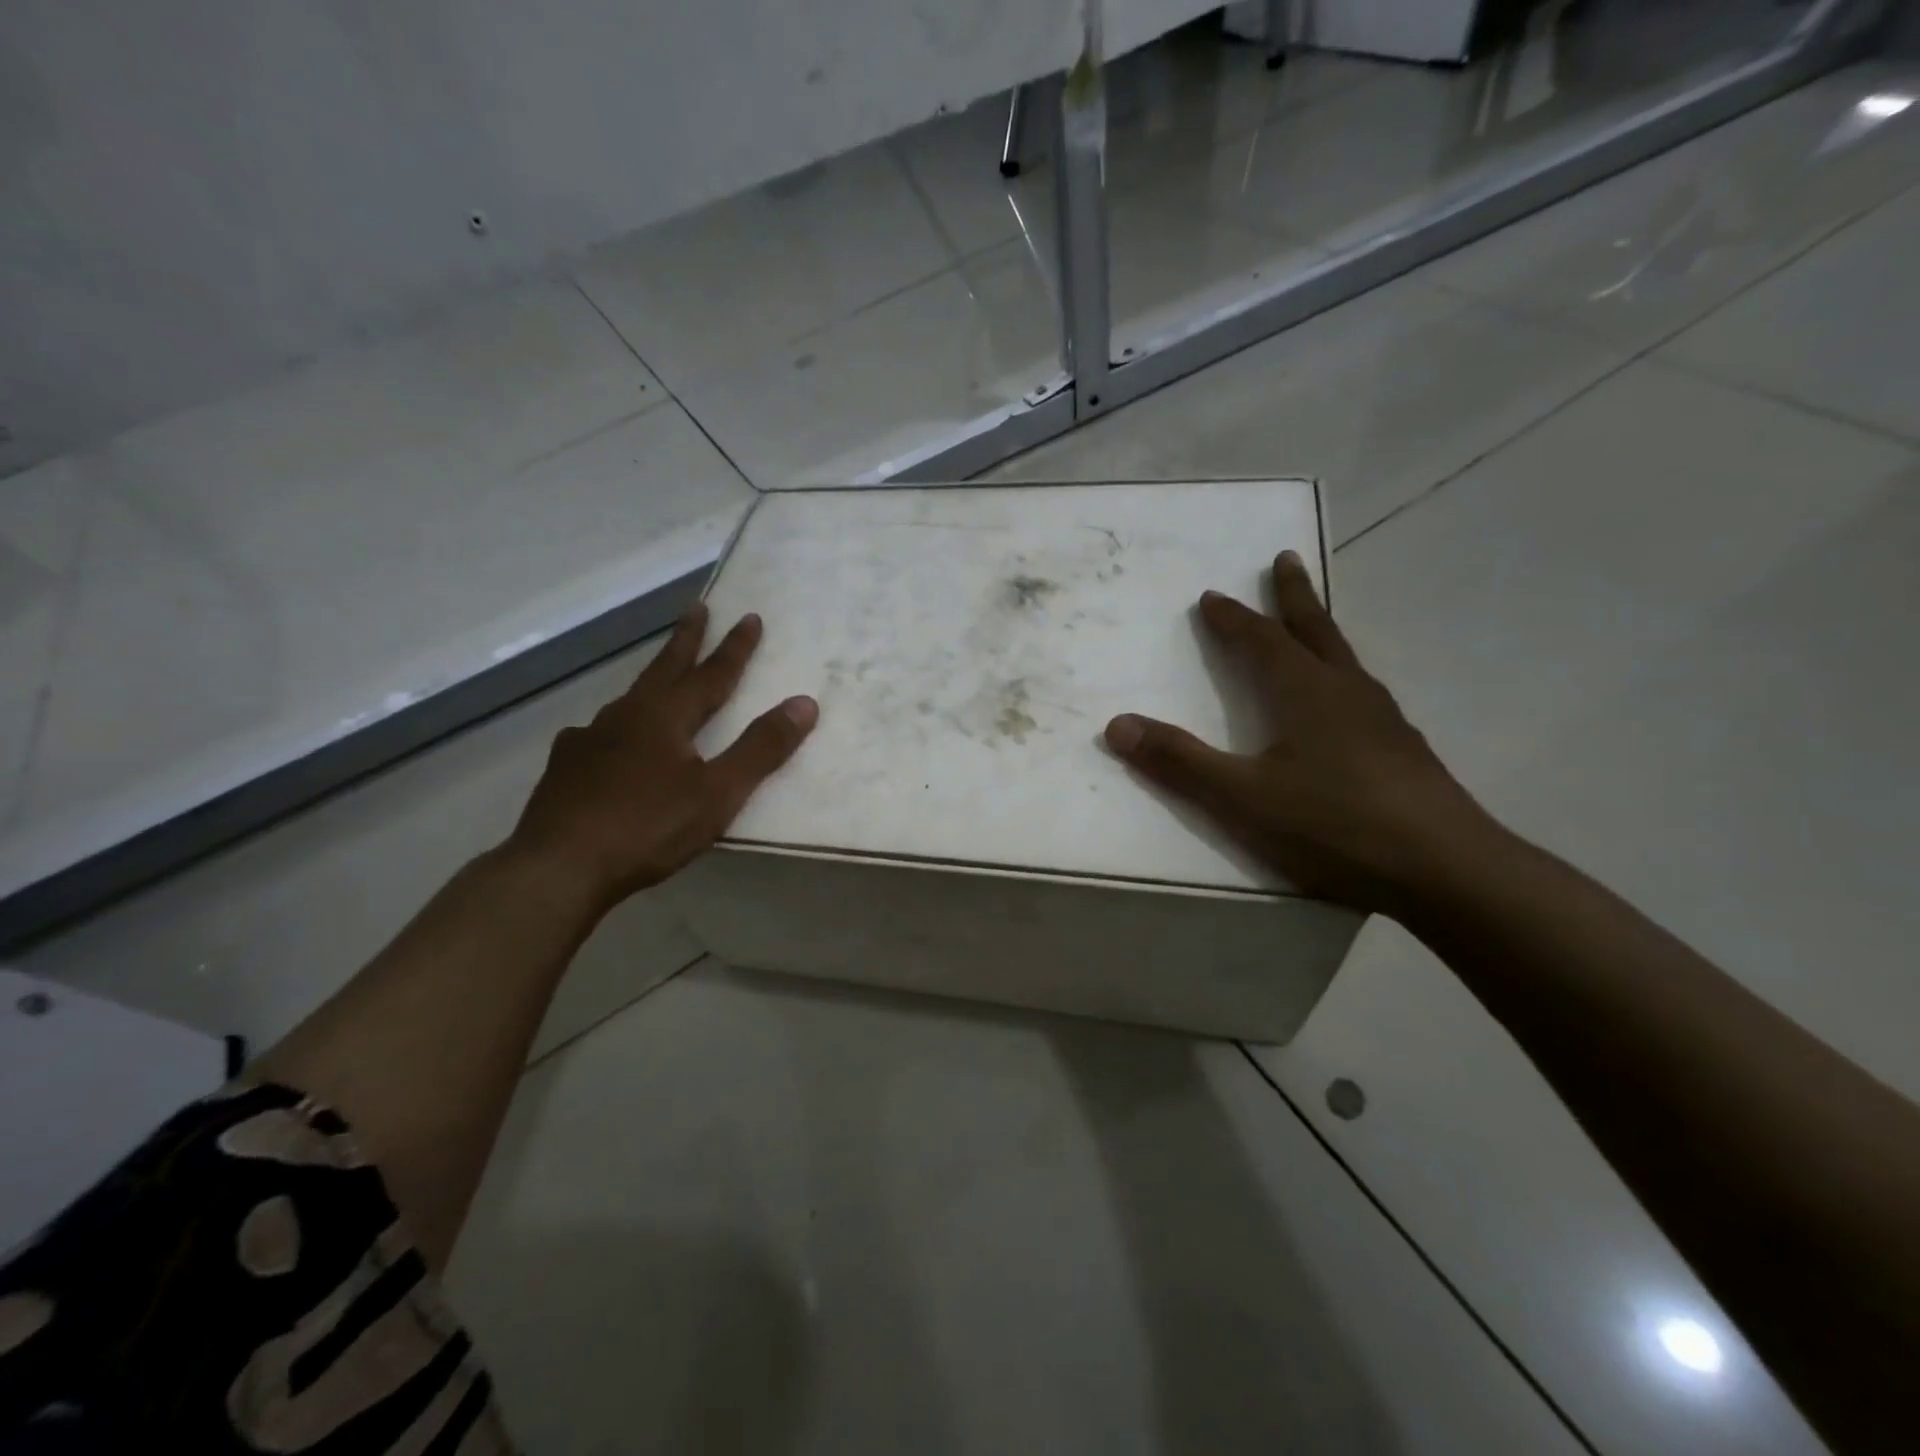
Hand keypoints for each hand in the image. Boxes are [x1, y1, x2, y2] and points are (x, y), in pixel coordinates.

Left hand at [503, 603, 816, 917]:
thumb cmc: (648, 828)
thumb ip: (761, 748)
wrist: (558, 867)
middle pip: (663, 669)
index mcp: (665, 717)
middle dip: (686, 639)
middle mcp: (625, 716)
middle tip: (697, 608)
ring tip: (660, 679)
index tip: (750, 617)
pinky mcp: (565, 768)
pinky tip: (610, 744)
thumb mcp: (718, 793)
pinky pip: (600, 735)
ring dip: (652, 681)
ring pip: (629, 700)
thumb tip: (804, 703)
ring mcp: (588, 740)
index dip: (735, 648)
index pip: (711, 674)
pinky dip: (617, 728)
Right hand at [1104, 550, 1492, 913]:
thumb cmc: (1335, 824)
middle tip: (1283, 558)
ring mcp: (1382, 719)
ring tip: (1309, 623)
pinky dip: (1340, 673)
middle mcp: (1346, 692)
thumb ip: (1180, 762)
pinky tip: (1343, 702)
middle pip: (1315, 629)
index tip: (1212, 596)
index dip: (1233, 618)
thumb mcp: (1243, 797)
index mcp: (1306, 693)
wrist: (1444, 868)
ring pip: (1344, 658)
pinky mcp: (1402, 748)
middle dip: (1293, 595)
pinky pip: (1360, 690)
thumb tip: (1117, 725)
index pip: (1262, 641)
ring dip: (1320, 630)